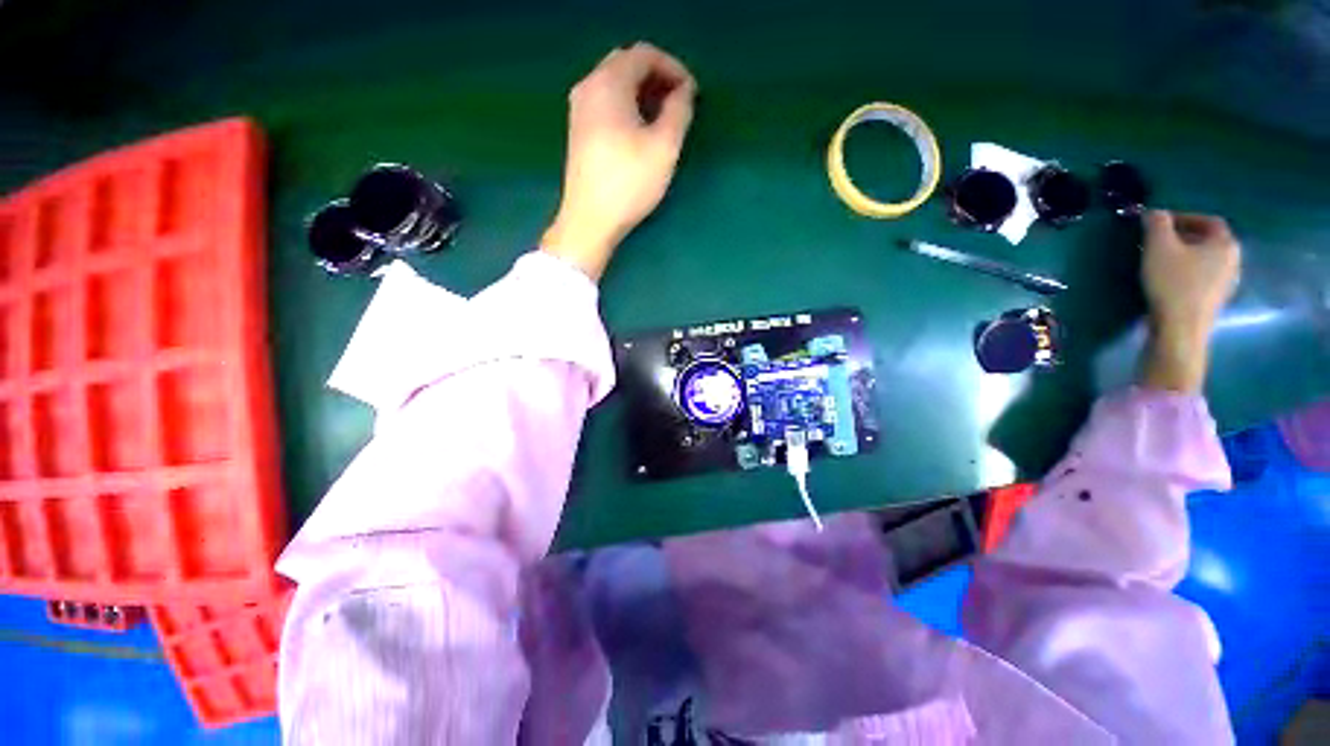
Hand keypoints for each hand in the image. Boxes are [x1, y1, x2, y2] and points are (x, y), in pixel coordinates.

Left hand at [542, 43, 697, 279]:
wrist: (590, 220)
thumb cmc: (629, 183)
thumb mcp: (664, 147)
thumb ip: (679, 111)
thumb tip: (684, 91)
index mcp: (608, 82)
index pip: (644, 54)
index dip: (673, 67)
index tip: (691, 93)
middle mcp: (588, 86)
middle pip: (627, 64)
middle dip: (657, 78)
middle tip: (679, 103)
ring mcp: (579, 109)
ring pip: (615, 84)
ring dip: (642, 93)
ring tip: (664, 118)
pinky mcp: (578, 131)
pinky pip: (606, 103)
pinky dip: (627, 106)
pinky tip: (640, 131)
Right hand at [1140, 210, 1241, 392]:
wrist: (1180, 330)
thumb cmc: (1173, 284)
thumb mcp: (1158, 247)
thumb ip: (1157, 224)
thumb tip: (1154, 212)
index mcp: (1226, 244)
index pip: (1208, 221)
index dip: (1184, 217)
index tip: (1159, 223)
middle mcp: (1233, 261)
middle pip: (1208, 241)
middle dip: (1183, 237)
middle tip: (1156, 241)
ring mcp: (1226, 284)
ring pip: (1204, 260)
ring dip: (1184, 256)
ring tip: (1159, 261)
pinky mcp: (1214, 301)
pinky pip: (1201, 278)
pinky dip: (1186, 274)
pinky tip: (1167, 281)